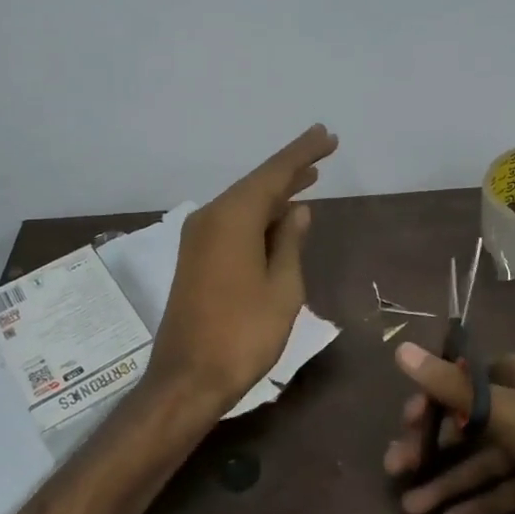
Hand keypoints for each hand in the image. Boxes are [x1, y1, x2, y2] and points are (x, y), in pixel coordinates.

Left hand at [148, 124, 338, 413]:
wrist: (188, 378)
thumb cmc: (244, 334)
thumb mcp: (282, 288)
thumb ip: (290, 242)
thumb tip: (298, 210)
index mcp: (232, 218)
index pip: (273, 173)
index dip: (302, 153)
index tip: (326, 135)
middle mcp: (210, 218)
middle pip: (257, 184)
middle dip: (291, 167)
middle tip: (324, 148)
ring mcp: (199, 238)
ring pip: (244, 203)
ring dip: (276, 191)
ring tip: (310, 176)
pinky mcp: (197, 258)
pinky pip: (234, 222)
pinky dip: (260, 214)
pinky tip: (280, 215)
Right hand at [381, 341, 514, 513]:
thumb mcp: (506, 411)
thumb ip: (451, 386)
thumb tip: (400, 350)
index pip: (464, 379)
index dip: (431, 398)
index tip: (405, 424)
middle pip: (471, 421)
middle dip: (434, 446)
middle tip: (397, 469)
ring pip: (488, 459)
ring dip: (452, 481)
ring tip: (412, 507)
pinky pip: (512, 487)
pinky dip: (485, 501)